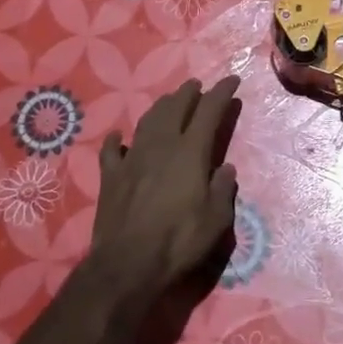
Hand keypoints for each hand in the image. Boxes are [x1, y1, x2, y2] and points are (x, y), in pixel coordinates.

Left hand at [88, 76, 241, 300]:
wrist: (127, 264)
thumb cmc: (179, 241)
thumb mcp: (216, 220)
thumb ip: (222, 189)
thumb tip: (225, 169)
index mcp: (190, 152)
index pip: (210, 111)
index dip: (222, 93)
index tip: (232, 80)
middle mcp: (161, 146)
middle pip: (175, 108)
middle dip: (189, 93)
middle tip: (197, 85)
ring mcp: (132, 159)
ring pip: (147, 121)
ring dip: (160, 107)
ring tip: (169, 101)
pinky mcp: (110, 176)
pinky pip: (111, 150)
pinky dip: (116, 140)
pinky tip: (118, 136)